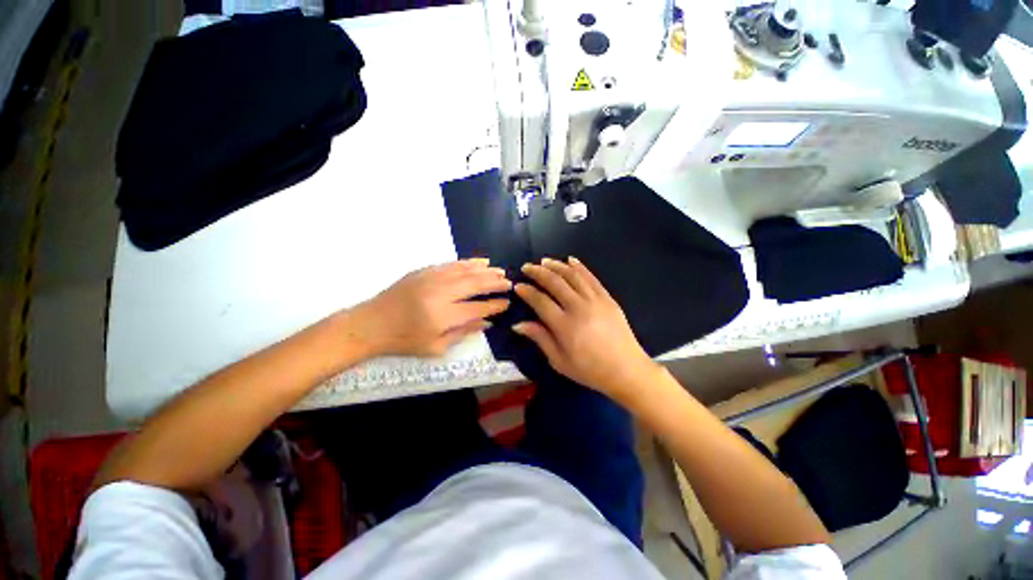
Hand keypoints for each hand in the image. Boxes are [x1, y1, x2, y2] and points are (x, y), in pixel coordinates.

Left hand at [350, 259, 510, 356]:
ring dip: (485, 270)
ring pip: (466, 270)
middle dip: (495, 283)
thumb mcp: (435, 347)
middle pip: (475, 284)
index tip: (507, 302)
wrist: (370, 324)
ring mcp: (432, 278)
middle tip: (509, 282)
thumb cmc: (404, 341)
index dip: (495, 305)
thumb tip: (487, 322)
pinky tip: (480, 261)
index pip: (478, 307)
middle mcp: (441, 293)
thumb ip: (464, 333)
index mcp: (443, 315)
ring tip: (500, 271)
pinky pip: (452, 263)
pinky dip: (468, 262)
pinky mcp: (425, 270)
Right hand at [512, 257, 657, 396]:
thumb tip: (518, 324)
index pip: (540, 301)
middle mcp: (579, 308)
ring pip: (572, 275)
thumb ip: (540, 338)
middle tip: (527, 267)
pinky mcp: (607, 298)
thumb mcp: (559, 361)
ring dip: (556, 265)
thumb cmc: (590, 370)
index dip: (527, 291)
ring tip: (544, 261)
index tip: (517, 286)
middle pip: (555, 282)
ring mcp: (595, 300)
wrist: (626, 370)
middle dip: (538, 272)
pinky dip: (579, 267)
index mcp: (565, 326)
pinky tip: (570, 260)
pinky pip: (591, 277)